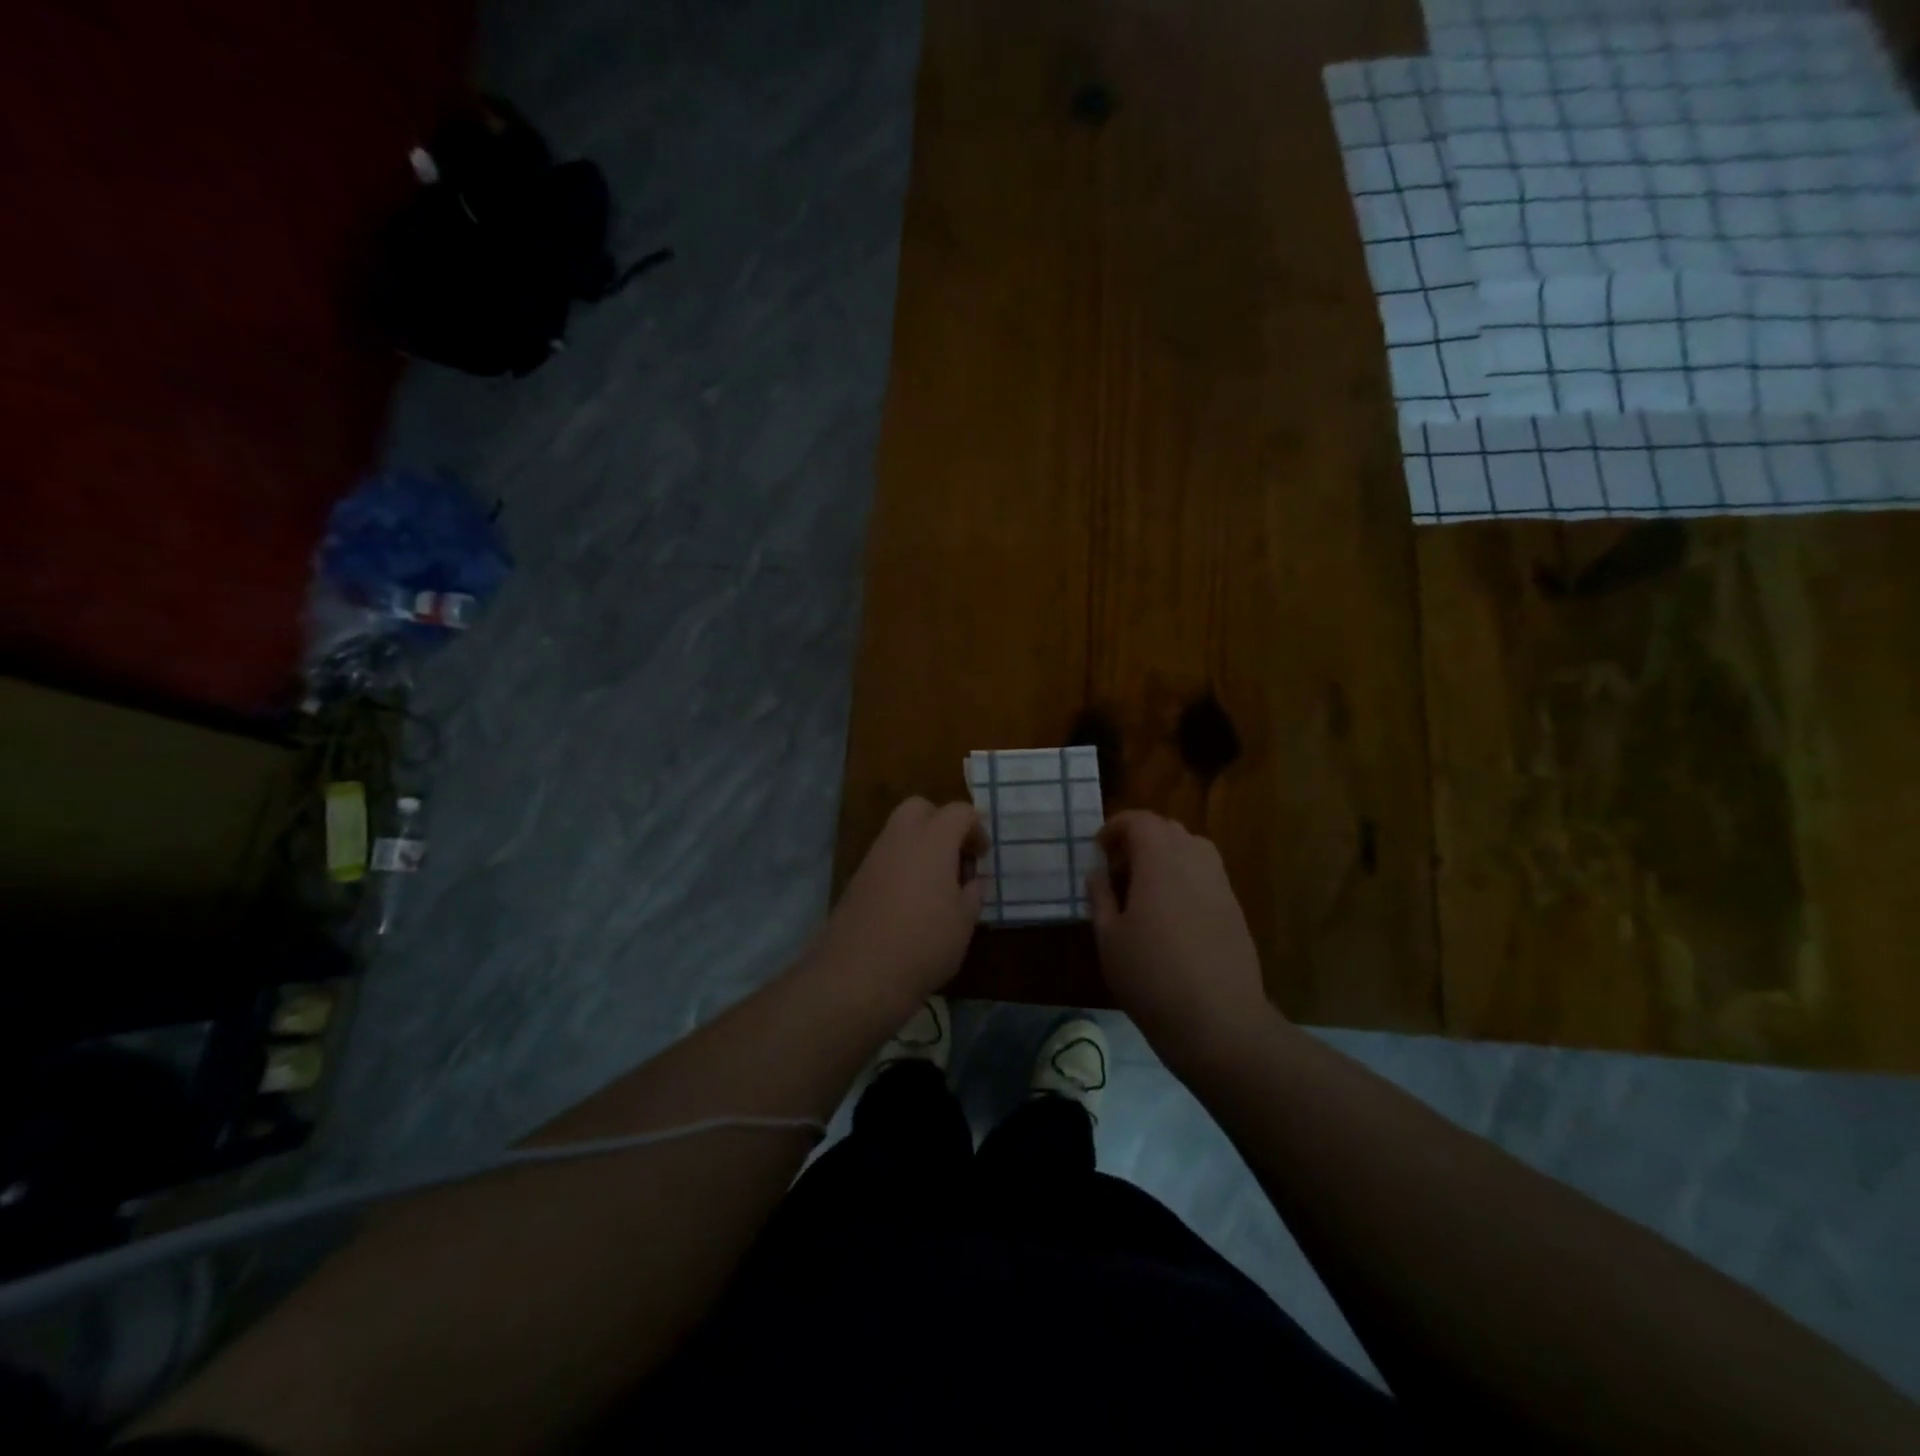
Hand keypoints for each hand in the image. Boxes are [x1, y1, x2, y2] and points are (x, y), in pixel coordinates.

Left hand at [815, 798, 987, 1013]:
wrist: (858, 974)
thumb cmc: (924, 944)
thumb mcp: (964, 922)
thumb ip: (972, 893)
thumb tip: (972, 880)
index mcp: (932, 841)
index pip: (959, 812)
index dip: (976, 829)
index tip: (981, 857)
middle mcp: (900, 838)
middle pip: (920, 808)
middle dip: (941, 822)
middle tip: (955, 856)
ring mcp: (874, 857)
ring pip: (899, 830)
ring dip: (920, 844)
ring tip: (936, 882)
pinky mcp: (857, 878)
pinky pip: (885, 856)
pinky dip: (902, 863)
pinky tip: (911, 899)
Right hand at [1089, 811, 1274, 1073]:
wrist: (1218, 1022)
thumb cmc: (1151, 977)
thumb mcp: (1109, 937)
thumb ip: (1100, 896)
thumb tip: (1098, 873)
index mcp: (1160, 861)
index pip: (1140, 821)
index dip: (1115, 827)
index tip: (1098, 850)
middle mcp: (1195, 861)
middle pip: (1168, 828)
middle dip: (1139, 839)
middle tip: (1117, 870)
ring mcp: (1220, 884)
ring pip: (1191, 848)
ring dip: (1164, 856)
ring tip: (1144, 889)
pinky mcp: (1234, 909)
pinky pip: (1205, 874)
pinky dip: (1184, 876)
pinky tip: (1170, 913)